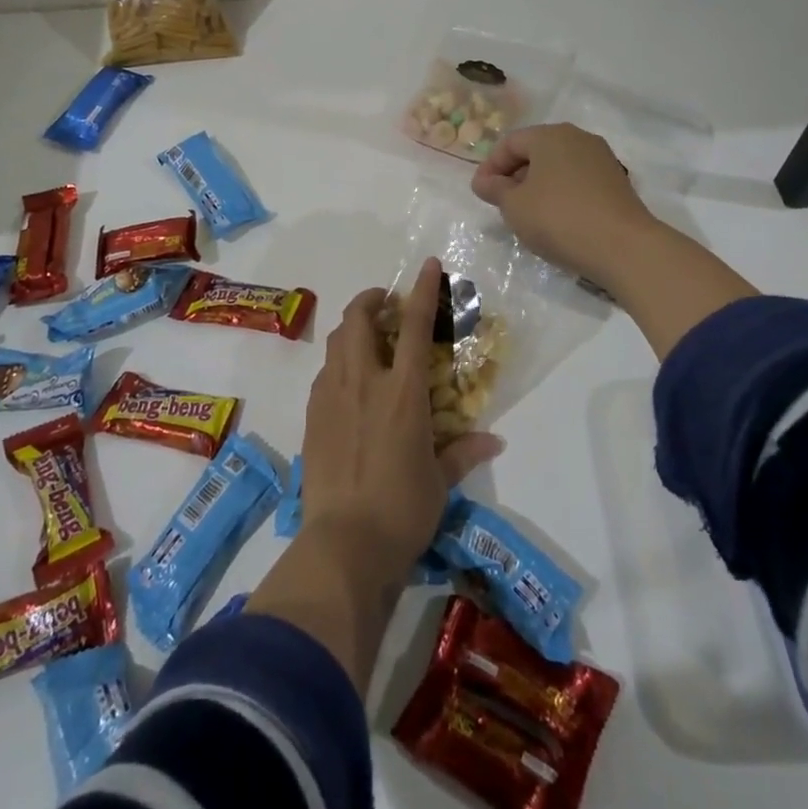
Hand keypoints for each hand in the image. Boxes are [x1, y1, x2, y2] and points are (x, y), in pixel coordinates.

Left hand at [249, 258, 502, 692]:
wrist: (345, 544)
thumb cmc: (403, 510)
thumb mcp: (440, 481)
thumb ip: (463, 452)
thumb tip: (494, 441)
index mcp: (403, 391)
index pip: (414, 325)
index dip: (422, 289)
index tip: (428, 264)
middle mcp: (364, 382)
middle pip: (359, 319)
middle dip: (371, 299)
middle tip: (385, 303)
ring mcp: (332, 397)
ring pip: (337, 342)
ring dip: (352, 328)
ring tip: (368, 338)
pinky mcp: (313, 417)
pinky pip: (325, 374)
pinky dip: (339, 363)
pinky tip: (349, 383)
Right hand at [470, 123, 656, 288]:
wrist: (623, 247)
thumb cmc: (559, 218)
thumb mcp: (514, 206)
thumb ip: (495, 189)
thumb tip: (484, 181)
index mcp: (550, 135)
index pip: (510, 143)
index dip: (490, 167)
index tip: (480, 193)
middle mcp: (578, 138)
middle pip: (536, 151)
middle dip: (514, 175)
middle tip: (501, 204)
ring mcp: (602, 159)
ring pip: (558, 167)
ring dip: (537, 186)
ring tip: (527, 215)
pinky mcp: (616, 182)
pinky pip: (577, 181)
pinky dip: (560, 194)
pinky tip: (556, 220)